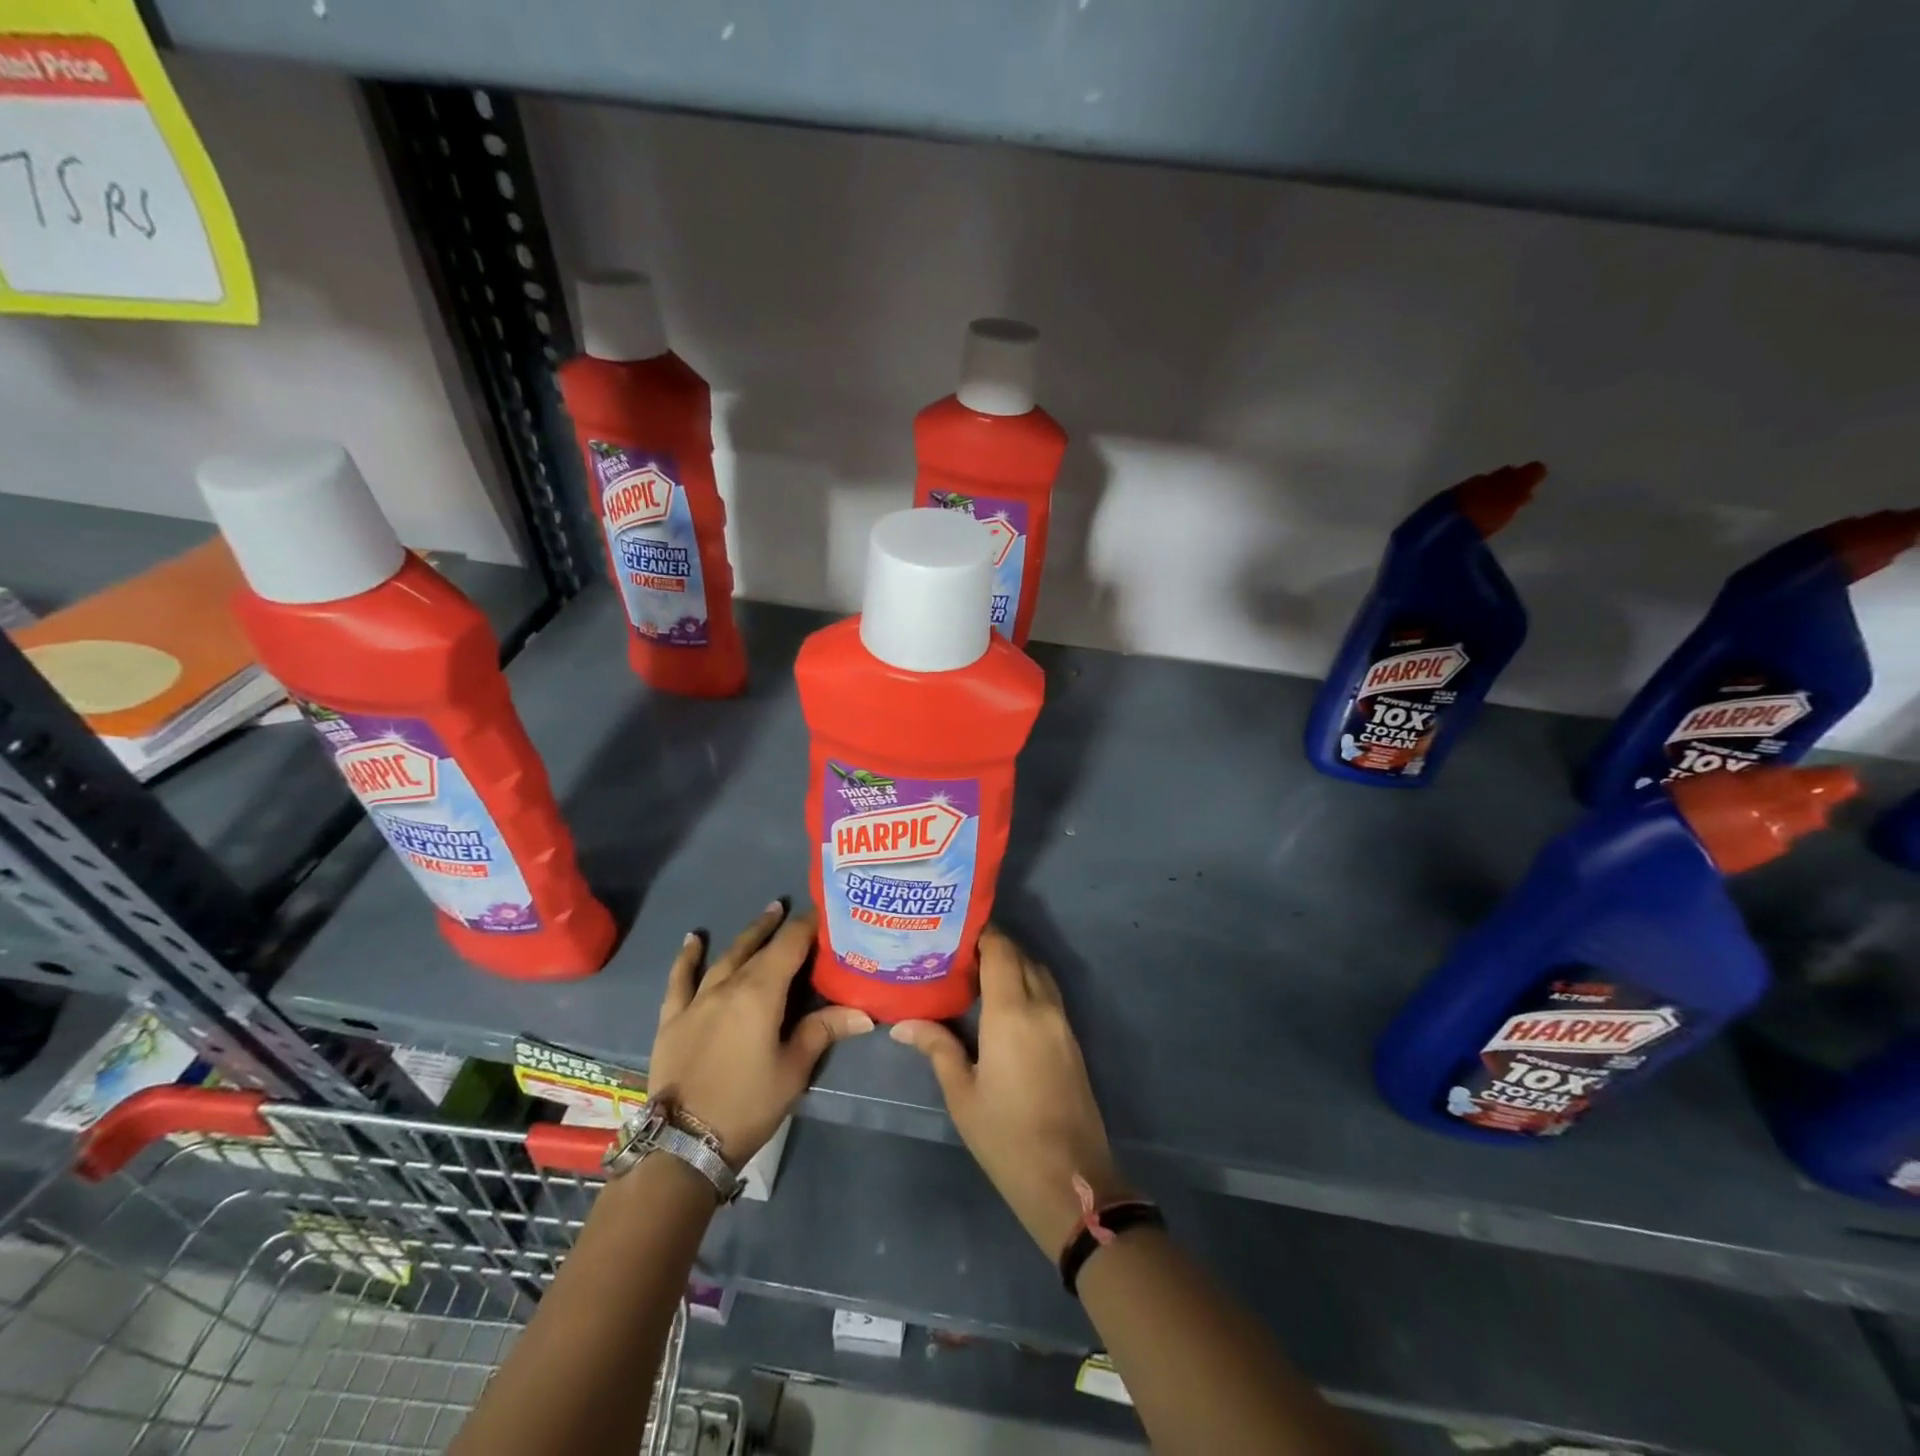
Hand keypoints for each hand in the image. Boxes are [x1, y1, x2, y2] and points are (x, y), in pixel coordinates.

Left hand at [648, 903, 873, 1164]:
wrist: (684, 1145)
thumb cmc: (747, 1105)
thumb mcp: (794, 1070)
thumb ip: (823, 1031)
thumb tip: (865, 1012)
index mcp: (761, 993)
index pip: (789, 946)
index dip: (808, 927)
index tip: (825, 913)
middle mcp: (728, 986)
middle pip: (758, 947)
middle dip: (779, 927)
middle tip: (794, 908)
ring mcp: (697, 1000)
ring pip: (726, 957)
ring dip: (747, 935)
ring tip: (765, 915)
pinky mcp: (673, 1019)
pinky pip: (680, 979)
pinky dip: (687, 957)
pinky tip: (693, 939)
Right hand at [891, 928, 1128, 1255]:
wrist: (1070, 1179)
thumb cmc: (1006, 1137)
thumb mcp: (962, 1094)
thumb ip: (937, 1048)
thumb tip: (902, 1023)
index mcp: (1012, 1013)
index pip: (1000, 950)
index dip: (980, 932)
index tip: (951, 929)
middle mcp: (1041, 1006)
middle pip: (1020, 956)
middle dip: (992, 945)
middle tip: (955, 950)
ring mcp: (1061, 1022)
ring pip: (1037, 972)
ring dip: (1012, 962)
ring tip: (975, 970)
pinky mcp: (1070, 1039)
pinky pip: (1047, 992)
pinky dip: (1026, 982)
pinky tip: (1001, 999)